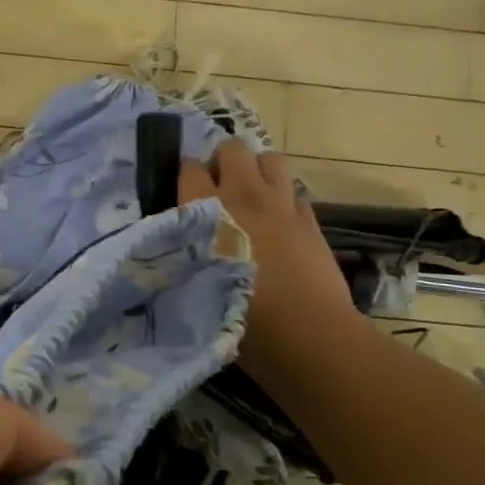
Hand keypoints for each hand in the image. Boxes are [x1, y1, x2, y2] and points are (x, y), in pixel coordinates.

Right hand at [179, 141, 364, 383]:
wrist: (306, 335)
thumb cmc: (239, 318)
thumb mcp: (191, 287)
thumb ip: (180, 257)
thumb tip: (173, 248)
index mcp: (206, 209)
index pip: (190, 168)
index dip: (186, 178)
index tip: (184, 196)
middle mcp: (243, 195)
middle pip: (232, 149)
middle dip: (222, 162)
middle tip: (218, 191)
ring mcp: (281, 205)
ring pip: (271, 159)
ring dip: (258, 171)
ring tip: (251, 197)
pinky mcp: (311, 221)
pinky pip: (294, 193)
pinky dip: (284, 201)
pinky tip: (279, 225)